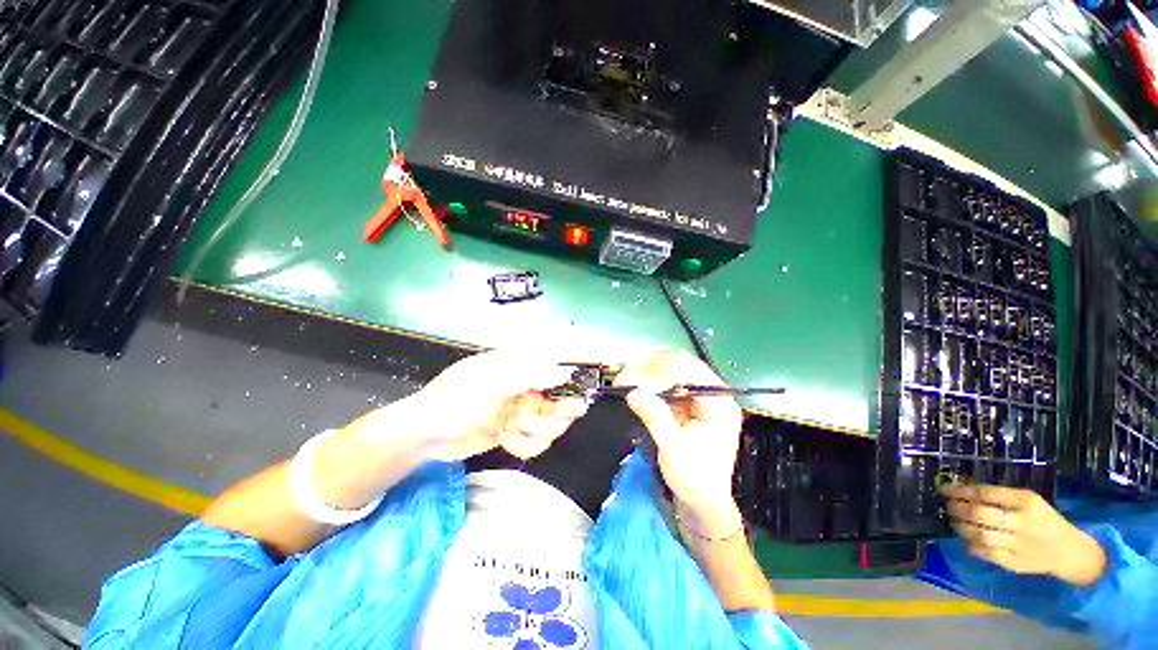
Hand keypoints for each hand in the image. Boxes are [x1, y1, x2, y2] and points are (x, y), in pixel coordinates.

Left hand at [344, 352, 588, 461]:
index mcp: (523, 363)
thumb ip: (527, 374)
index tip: (611, 361)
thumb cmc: (455, 398)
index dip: (588, 355)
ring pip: (557, 422)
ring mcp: (527, 408)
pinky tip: (505, 438)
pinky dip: (525, 443)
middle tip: (544, 413)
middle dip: (560, 409)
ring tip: (514, 427)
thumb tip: (563, 372)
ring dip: (537, 430)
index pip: (564, 352)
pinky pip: (541, 440)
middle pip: (568, 395)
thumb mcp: (489, 382)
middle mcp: (531, 383)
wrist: (426, 435)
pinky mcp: (521, 429)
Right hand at [616, 350, 743, 535]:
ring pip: (671, 367)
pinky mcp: (683, 399)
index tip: (638, 384)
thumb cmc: (695, 481)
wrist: (700, 501)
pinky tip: (633, 383)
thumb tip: (634, 393)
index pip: (693, 373)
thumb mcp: (675, 452)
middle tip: (626, 377)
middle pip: (682, 364)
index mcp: (720, 405)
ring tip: (625, 379)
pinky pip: (664, 380)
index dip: (664, 373)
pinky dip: (647, 379)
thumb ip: (656, 419)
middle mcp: (711, 393)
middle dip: (652, 368)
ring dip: (647, 370)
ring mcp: (697, 395)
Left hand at [942, 484, 1106, 587]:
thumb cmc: (1045, 520)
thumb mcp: (1028, 501)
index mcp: (1028, 502)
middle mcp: (1023, 523)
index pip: (988, 494)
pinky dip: (970, 545)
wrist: (1071, 552)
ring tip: (951, 519)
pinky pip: (986, 554)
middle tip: (945, 504)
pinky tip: (963, 538)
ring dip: (960, 526)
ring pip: (980, 535)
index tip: (945, 488)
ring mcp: (1019, 546)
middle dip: (958, 508)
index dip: (962, 491)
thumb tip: (964, 489)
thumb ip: (1000, 496)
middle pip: (981, 515)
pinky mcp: (1014, 564)